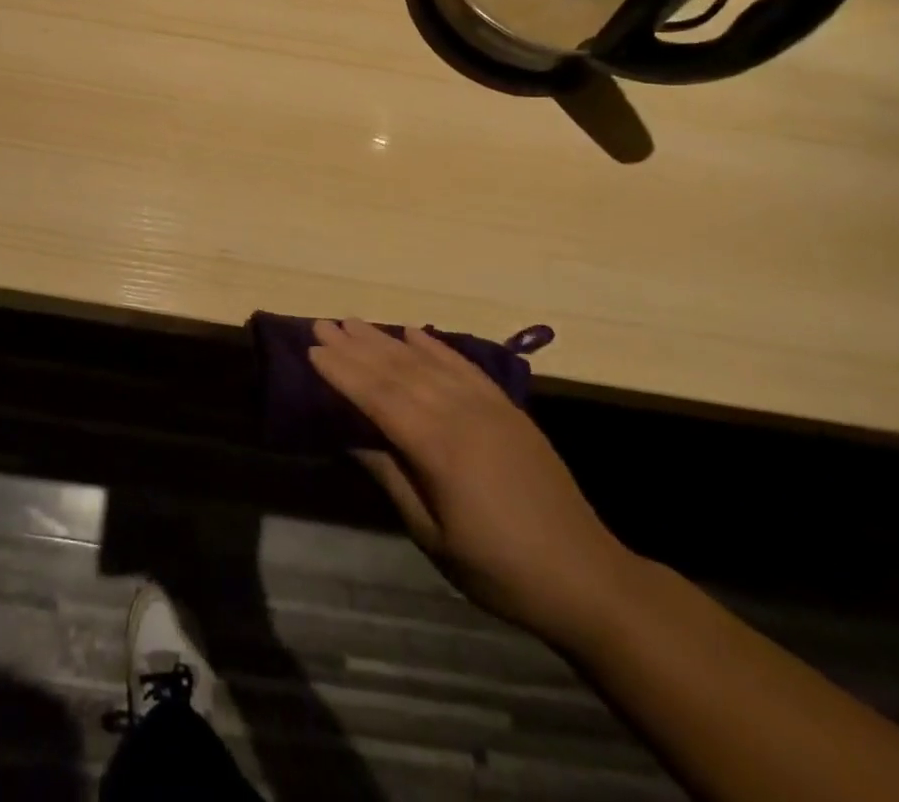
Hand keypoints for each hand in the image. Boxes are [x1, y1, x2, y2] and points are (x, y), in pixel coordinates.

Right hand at [310, 320, 639, 649]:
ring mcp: (488, 406)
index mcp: (440, 448)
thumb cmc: (500, 568)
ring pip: (427, 362)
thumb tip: (351, 439)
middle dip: (356, 346)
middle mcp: (461, 414)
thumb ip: (392, 479)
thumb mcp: (434, 536)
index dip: (343, 372)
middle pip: (398, 370)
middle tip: (322, 325)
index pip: (379, 397)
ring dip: (386, 339)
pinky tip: (413, 331)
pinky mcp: (507, 408)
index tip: (312, 350)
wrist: (586, 577)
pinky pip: (464, 365)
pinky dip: (435, 345)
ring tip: (354, 322)